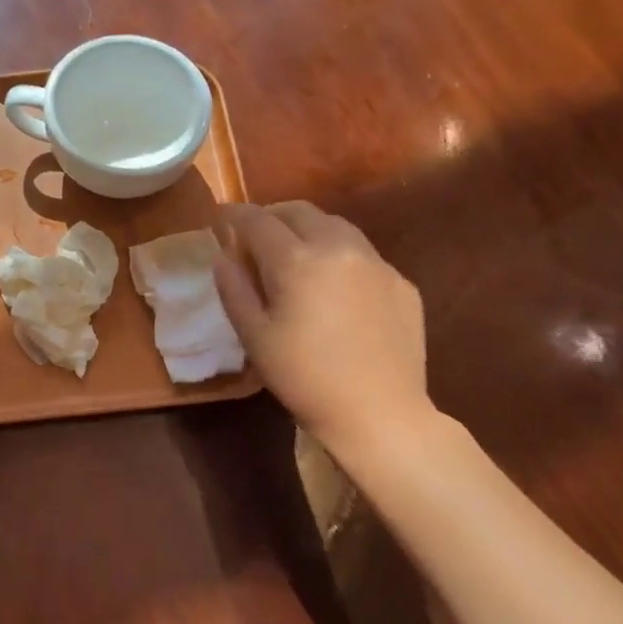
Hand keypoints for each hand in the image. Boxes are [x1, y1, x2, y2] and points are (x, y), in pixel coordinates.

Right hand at [214, 202, 431, 451]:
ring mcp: (376, 263)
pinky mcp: (400, 282)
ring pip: (336, 225)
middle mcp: (339, 248)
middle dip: (272, 215)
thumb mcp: (254, 336)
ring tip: (294, 252)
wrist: (379, 413)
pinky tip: (333, 285)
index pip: (258, 221)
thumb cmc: (303, 377)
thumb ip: (234, 289)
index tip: (222, 215)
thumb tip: (223, 256)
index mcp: (297, 261)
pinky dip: (338, 254)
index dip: (235, 214)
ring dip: (308, 228)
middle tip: (255, 233)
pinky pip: (362, 253)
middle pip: (300, 211)